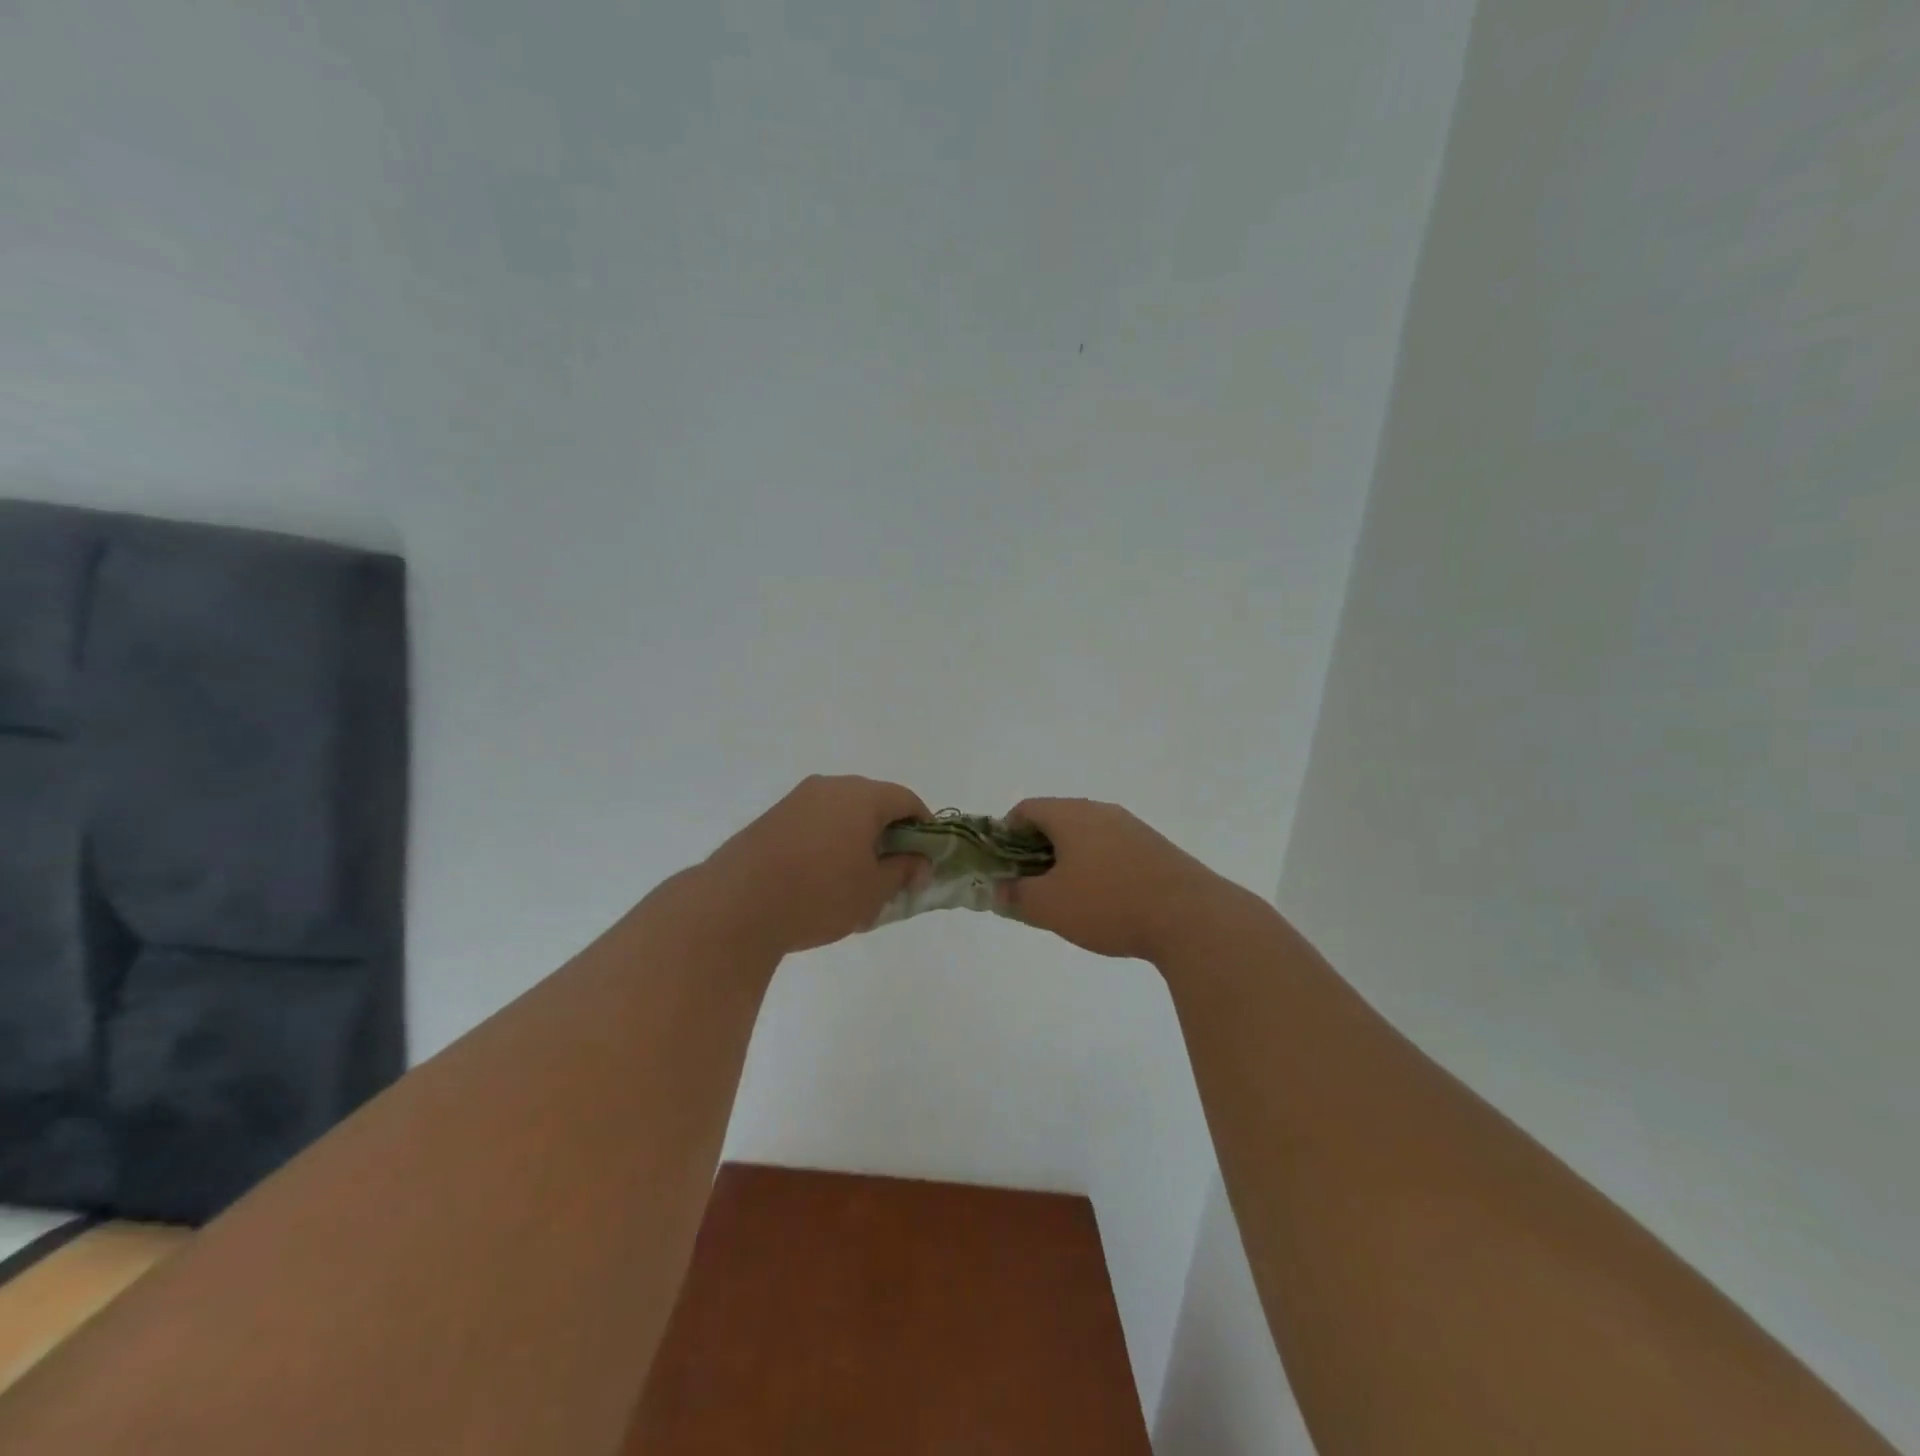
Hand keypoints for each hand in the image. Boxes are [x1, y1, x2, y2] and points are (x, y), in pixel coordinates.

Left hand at [704, 775, 930, 955]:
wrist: (734, 906)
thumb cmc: (818, 895)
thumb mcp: (873, 890)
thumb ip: (903, 871)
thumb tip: (920, 862)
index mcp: (862, 796)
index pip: (907, 800)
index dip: (924, 828)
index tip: (925, 859)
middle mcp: (830, 787)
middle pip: (874, 803)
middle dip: (889, 835)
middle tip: (893, 873)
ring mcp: (797, 800)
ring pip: (842, 813)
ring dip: (857, 839)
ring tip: (855, 881)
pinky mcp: (772, 818)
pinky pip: (815, 823)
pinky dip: (829, 842)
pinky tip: (821, 879)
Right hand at [994, 798, 1224, 961]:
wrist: (1191, 918)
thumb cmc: (1109, 904)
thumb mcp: (1049, 906)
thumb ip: (1016, 896)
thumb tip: (998, 890)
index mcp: (1071, 814)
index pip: (1026, 809)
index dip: (1005, 834)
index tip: (1002, 866)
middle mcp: (1101, 811)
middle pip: (1056, 820)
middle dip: (1036, 850)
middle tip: (1029, 885)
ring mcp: (1132, 827)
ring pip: (1086, 835)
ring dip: (1068, 860)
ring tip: (1066, 898)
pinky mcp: (1155, 848)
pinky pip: (1112, 849)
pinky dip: (1097, 867)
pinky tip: (1104, 901)